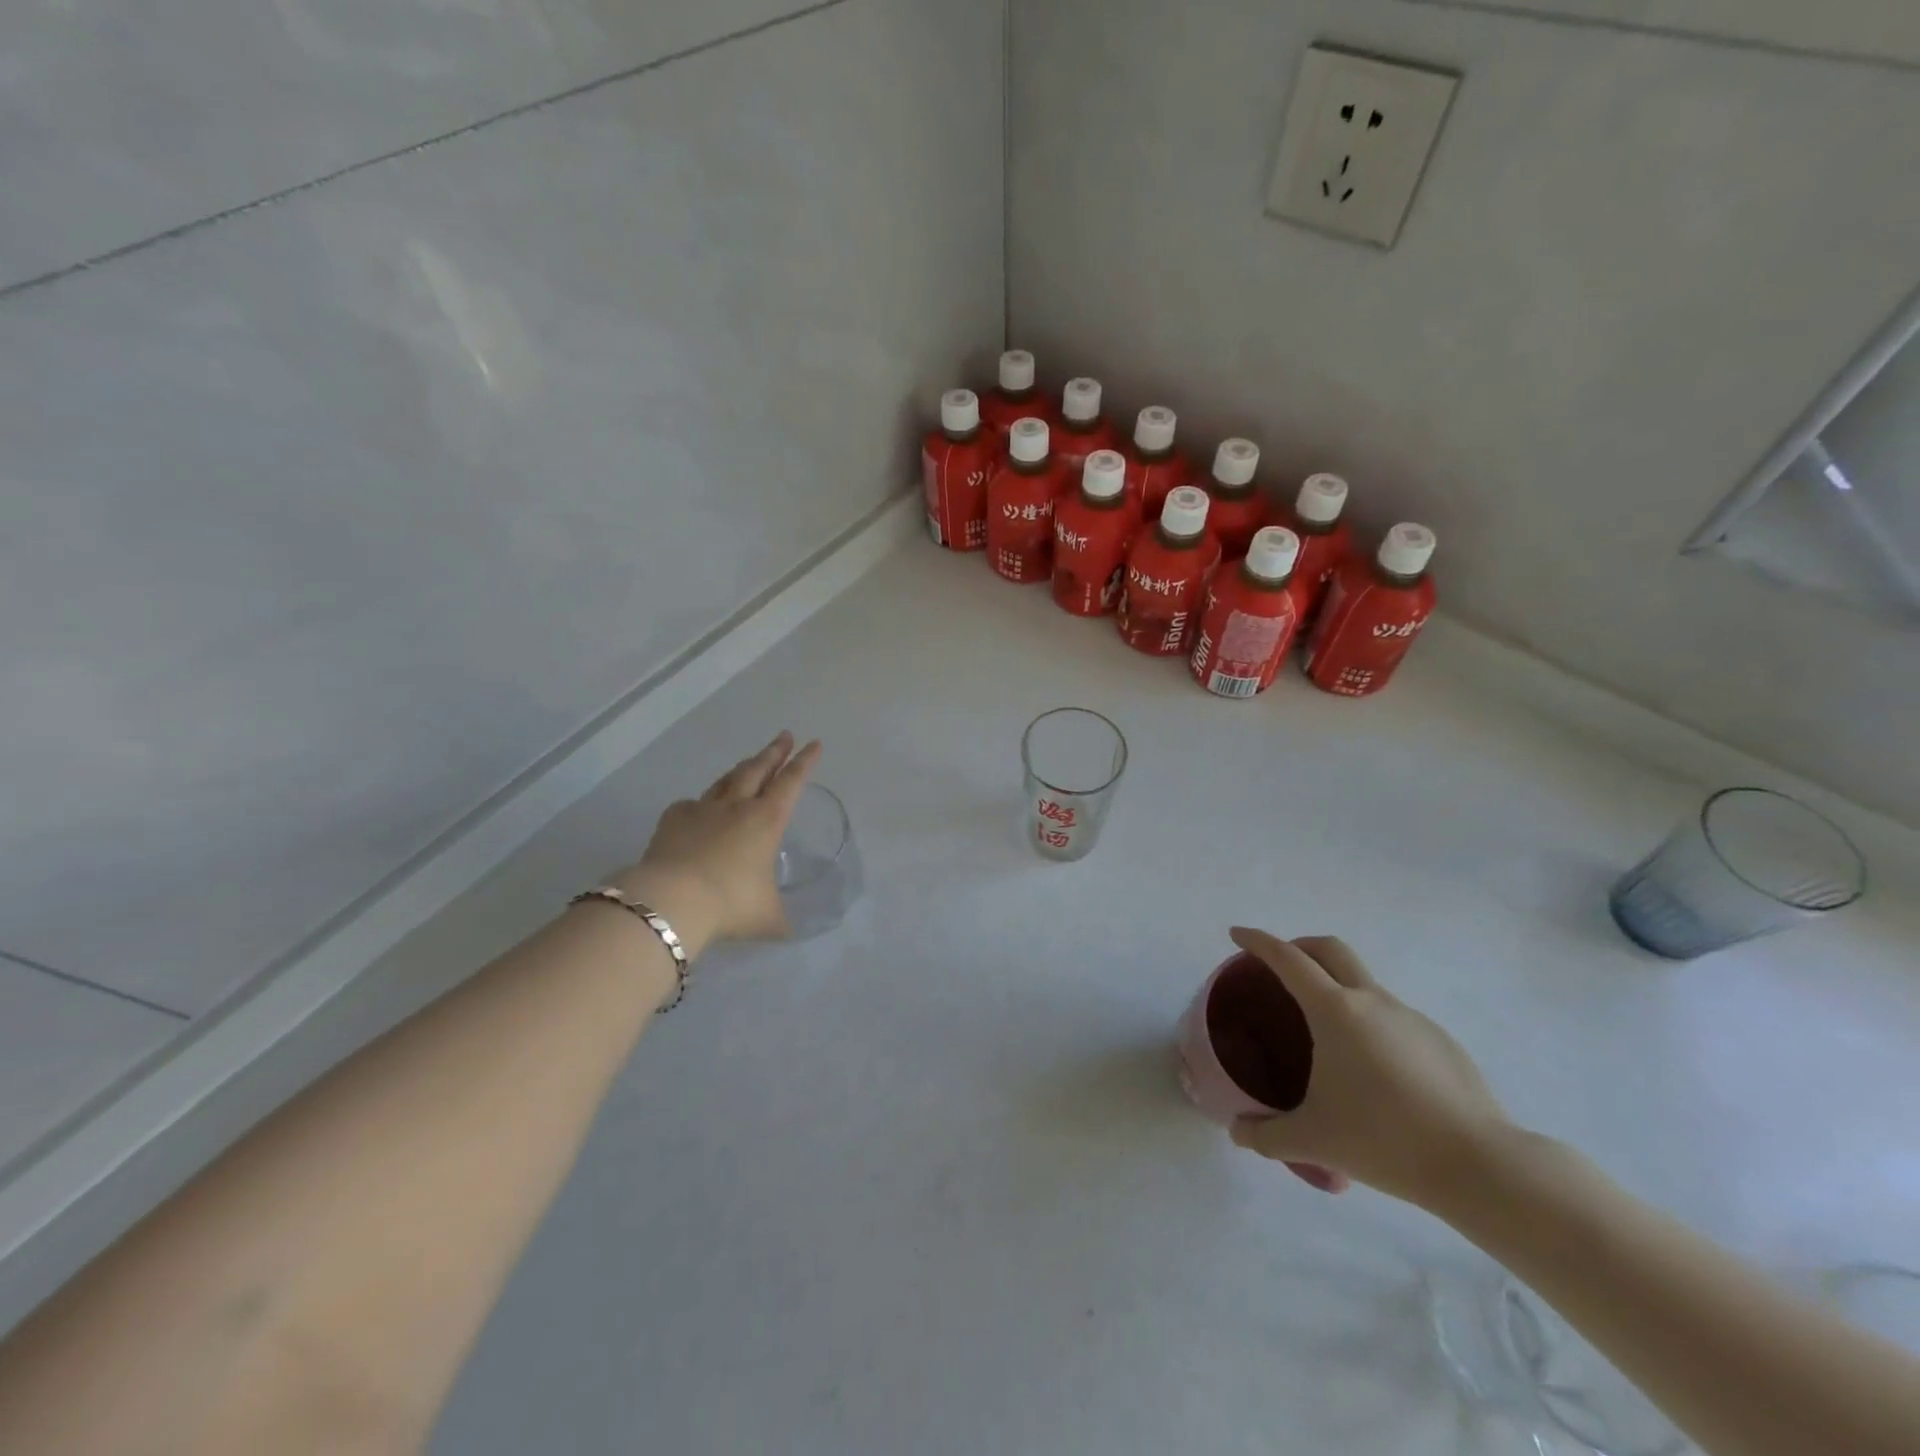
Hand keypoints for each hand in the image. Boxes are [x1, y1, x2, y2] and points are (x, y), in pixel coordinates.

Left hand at [614, 732, 821, 947]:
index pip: (792, 782)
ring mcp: (703, 809)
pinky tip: (700, 808)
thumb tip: (789, 930)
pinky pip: (692, 803)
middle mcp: (738, 806)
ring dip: (742, 768)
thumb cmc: (731, 905)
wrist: (672, 901)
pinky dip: (701, 802)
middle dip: (774, 751)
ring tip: (749, 762)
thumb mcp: (768, 918)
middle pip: (759, 769)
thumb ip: (781, 918)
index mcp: (768, 821)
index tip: (814, 744)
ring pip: (727, 780)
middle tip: (784, 736)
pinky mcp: (673, 820)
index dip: (805, 762)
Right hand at [1224, 928, 1511, 1208]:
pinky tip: (1373, 1072)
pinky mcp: (1441, 1041)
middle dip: (1300, 946)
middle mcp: (1372, 1001)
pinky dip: (1370, 1024)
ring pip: (1364, 984)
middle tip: (1279, 966)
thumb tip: (1237, 1132)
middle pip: (1330, 949)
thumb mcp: (1313, 1140)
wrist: (1480, 1165)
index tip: (1237, 934)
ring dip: (1337, 989)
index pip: (1286, 958)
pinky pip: (1393, 1018)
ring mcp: (1411, 1018)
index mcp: (1334, 1010)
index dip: (1257, 941)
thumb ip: (1266, 1135)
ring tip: (1326, 1035)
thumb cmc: (1384, 1140)